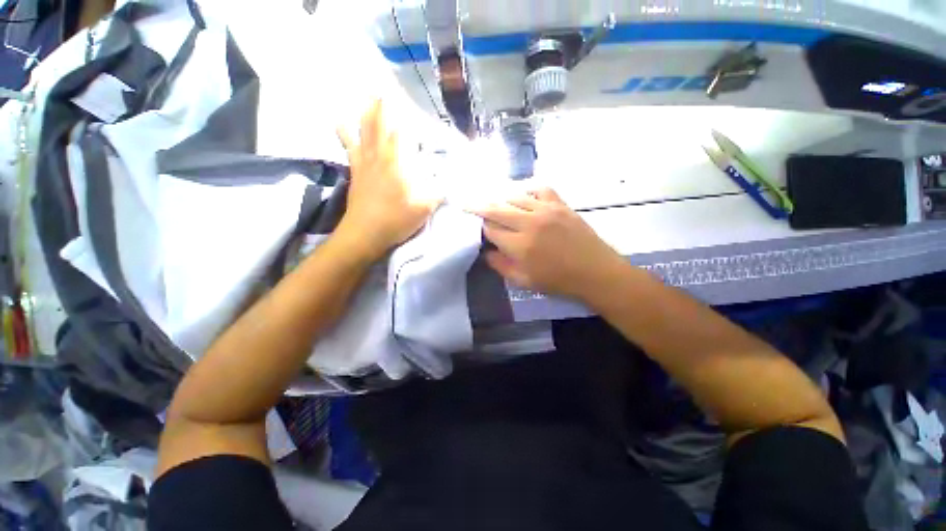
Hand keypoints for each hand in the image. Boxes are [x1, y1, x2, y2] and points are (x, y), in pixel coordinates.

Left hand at [336, 99, 440, 260]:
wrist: (365, 234)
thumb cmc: (396, 219)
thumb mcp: (425, 207)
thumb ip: (439, 191)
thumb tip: (453, 181)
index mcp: (398, 161)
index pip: (403, 131)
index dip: (409, 116)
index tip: (413, 103)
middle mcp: (380, 155)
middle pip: (380, 124)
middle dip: (383, 105)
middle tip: (385, 87)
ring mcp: (364, 162)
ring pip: (363, 130)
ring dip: (366, 112)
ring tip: (367, 96)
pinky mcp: (355, 171)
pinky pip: (348, 146)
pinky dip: (344, 132)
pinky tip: (339, 121)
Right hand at [473, 188, 621, 299]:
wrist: (595, 272)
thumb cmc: (558, 281)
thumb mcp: (524, 281)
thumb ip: (500, 266)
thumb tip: (486, 251)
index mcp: (520, 245)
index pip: (490, 229)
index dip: (479, 227)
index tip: (475, 228)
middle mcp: (530, 223)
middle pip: (496, 208)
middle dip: (478, 206)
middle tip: (466, 203)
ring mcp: (546, 210)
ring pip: (513, 196)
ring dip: (498, 198)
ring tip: (491, 201)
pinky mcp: (560, 204)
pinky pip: (539, 188)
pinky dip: (526, 189)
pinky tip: (521, 195)